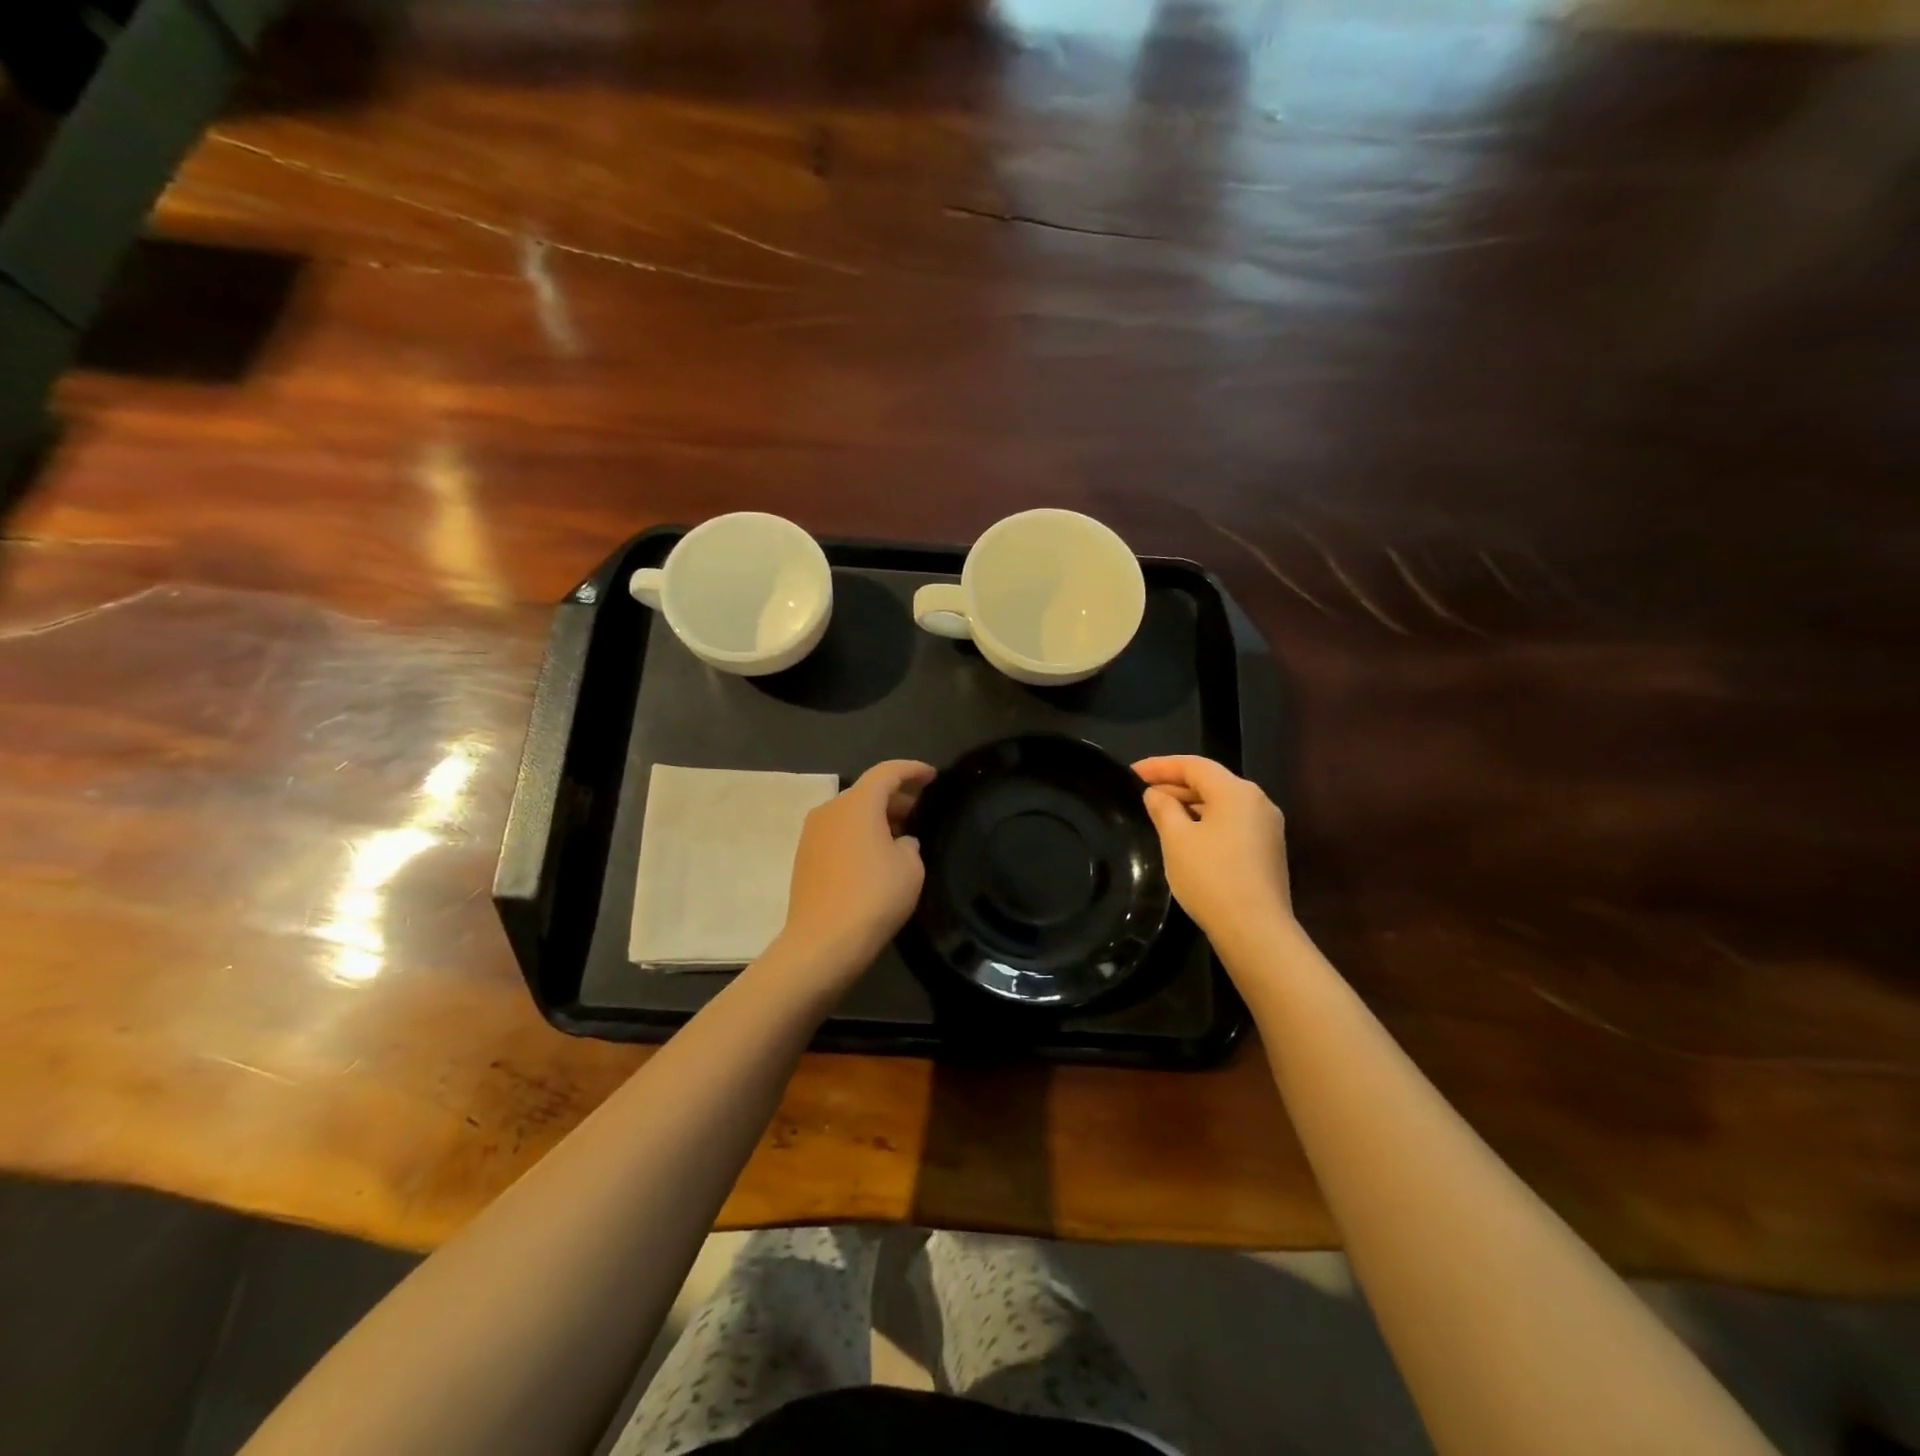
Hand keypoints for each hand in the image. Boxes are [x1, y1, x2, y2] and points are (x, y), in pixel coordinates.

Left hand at [775, 759, 935, 983]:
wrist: (823, 942)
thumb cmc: (874, 896)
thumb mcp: (910, 867)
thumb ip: (909, 844)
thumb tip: (899, 843)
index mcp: (858, 803)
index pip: (887, 772)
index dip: (912, 770)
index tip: (932, 776)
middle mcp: (830, 810)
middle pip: (867, 792)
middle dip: (895, 797)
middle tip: (919, 812)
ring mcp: (812, 834)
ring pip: (850, 814)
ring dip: (875, 818)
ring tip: (900, 837)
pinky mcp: (804, 857)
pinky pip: (838, 834)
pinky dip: (858, 835)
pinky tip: (875, 857)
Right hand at [1134, 756, 1293, 952]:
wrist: (1255, 930)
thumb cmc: (1211, 877)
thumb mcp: (1176, 839)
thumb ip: (1163, 809)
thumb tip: (1155, 794)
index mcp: (1237, 791)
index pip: (1194, 765)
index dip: (1160, 765)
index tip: (1132, 771)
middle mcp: (1258, 802)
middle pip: (1211, 782)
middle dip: (1175, 785)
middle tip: (1143, 794)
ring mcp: (1267, 828)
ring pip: (1222, 804)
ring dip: (1190, 805)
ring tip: (1160, 815)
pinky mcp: (1267, 852)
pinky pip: (1231, 824)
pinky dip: (1206, 823)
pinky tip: (1186, 837)